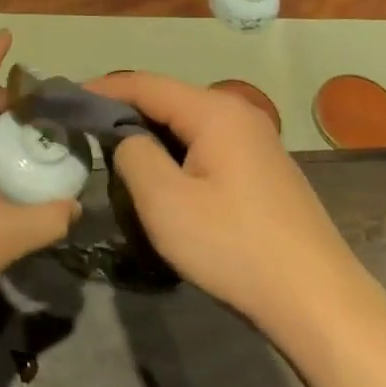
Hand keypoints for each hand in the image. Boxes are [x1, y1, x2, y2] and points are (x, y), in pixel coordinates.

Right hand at [86, 72, 363, 333]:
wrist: (318, 303)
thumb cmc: (234, 247)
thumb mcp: (165, 202)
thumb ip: (133, 155)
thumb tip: (127, 138)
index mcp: (214, 112)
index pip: (145, 84)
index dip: (102, 89)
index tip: (67, 98)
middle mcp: (238, 114)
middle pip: (167, 99)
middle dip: (124, 111)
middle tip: (85, 130)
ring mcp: (256, 141)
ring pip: (187, 124)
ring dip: (150, 134)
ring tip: (113, 152)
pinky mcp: (263, 169)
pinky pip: (206, 144)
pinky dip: (175, 151)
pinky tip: (161, 175)